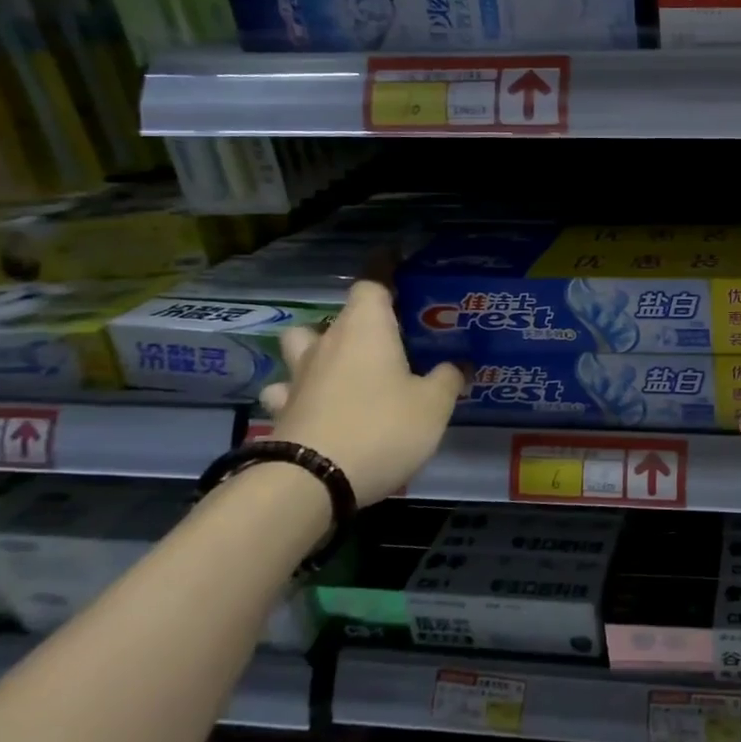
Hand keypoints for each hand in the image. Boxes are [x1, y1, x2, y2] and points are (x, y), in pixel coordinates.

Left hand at [258, 280, 462, 506]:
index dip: (384, 268)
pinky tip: (311, 405)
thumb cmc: (381, 428)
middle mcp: (327, 344)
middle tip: (384, 334)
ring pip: (300, 346)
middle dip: (357, 319)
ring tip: (338, 363)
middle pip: (336, 315)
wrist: (309, 482)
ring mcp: (297, 378)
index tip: (396, 259)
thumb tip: (459, 364)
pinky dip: (297, 393)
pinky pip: (286, 391)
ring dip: (315, 348)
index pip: (371, 282)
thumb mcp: (433, 405)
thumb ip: (449, 379)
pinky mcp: (281, 412)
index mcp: (366, 329)